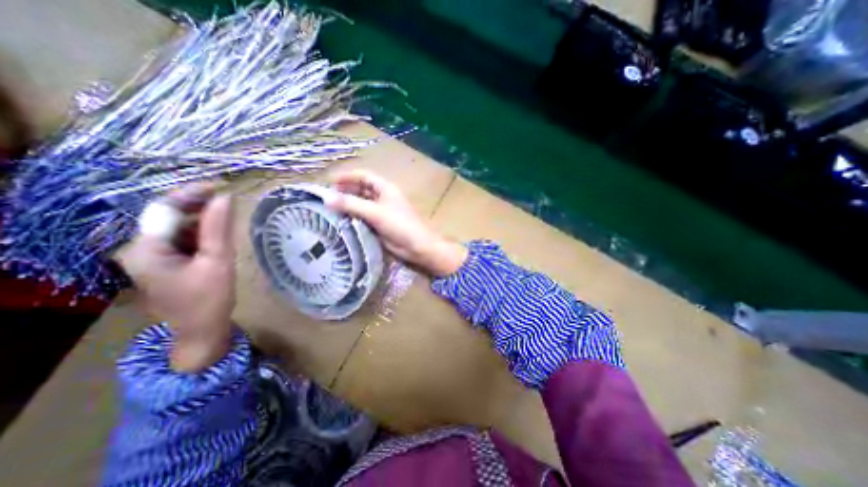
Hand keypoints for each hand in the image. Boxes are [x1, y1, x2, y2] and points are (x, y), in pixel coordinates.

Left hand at [118, 185, 235, 370]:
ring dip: (204, 221)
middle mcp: (142, 249)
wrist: (202, 330)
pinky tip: (220, 236)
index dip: (192, 194)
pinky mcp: (168, 263)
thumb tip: (226, 197)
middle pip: (171, 217)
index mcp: (146, 250)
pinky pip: (185, 240)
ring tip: (229, 218)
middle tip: (230, 201)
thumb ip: (219, 229)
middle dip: (200, 207)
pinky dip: (203, 234)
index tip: (221, 186)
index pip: (165, 209)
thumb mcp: (218, 261)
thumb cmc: (209, 299)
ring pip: (180, 228)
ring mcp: (154, 257)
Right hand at [324, 169, 468, 276]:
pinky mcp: (380, 225)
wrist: (418, 247)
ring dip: (348, 206)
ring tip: (329, 210)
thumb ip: (351, 205)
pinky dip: (353, 218)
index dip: (347, 177)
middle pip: (361, 190)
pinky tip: (340, 222)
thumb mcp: (375, 212)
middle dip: (346, 191)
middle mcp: (383, 198)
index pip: (364, 176)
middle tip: (326, 198)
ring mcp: (382, 212)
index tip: (329, 182)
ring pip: (362, 205)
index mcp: (385, 189)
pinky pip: (364, 218)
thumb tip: (326, 198)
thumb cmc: (400, 225)